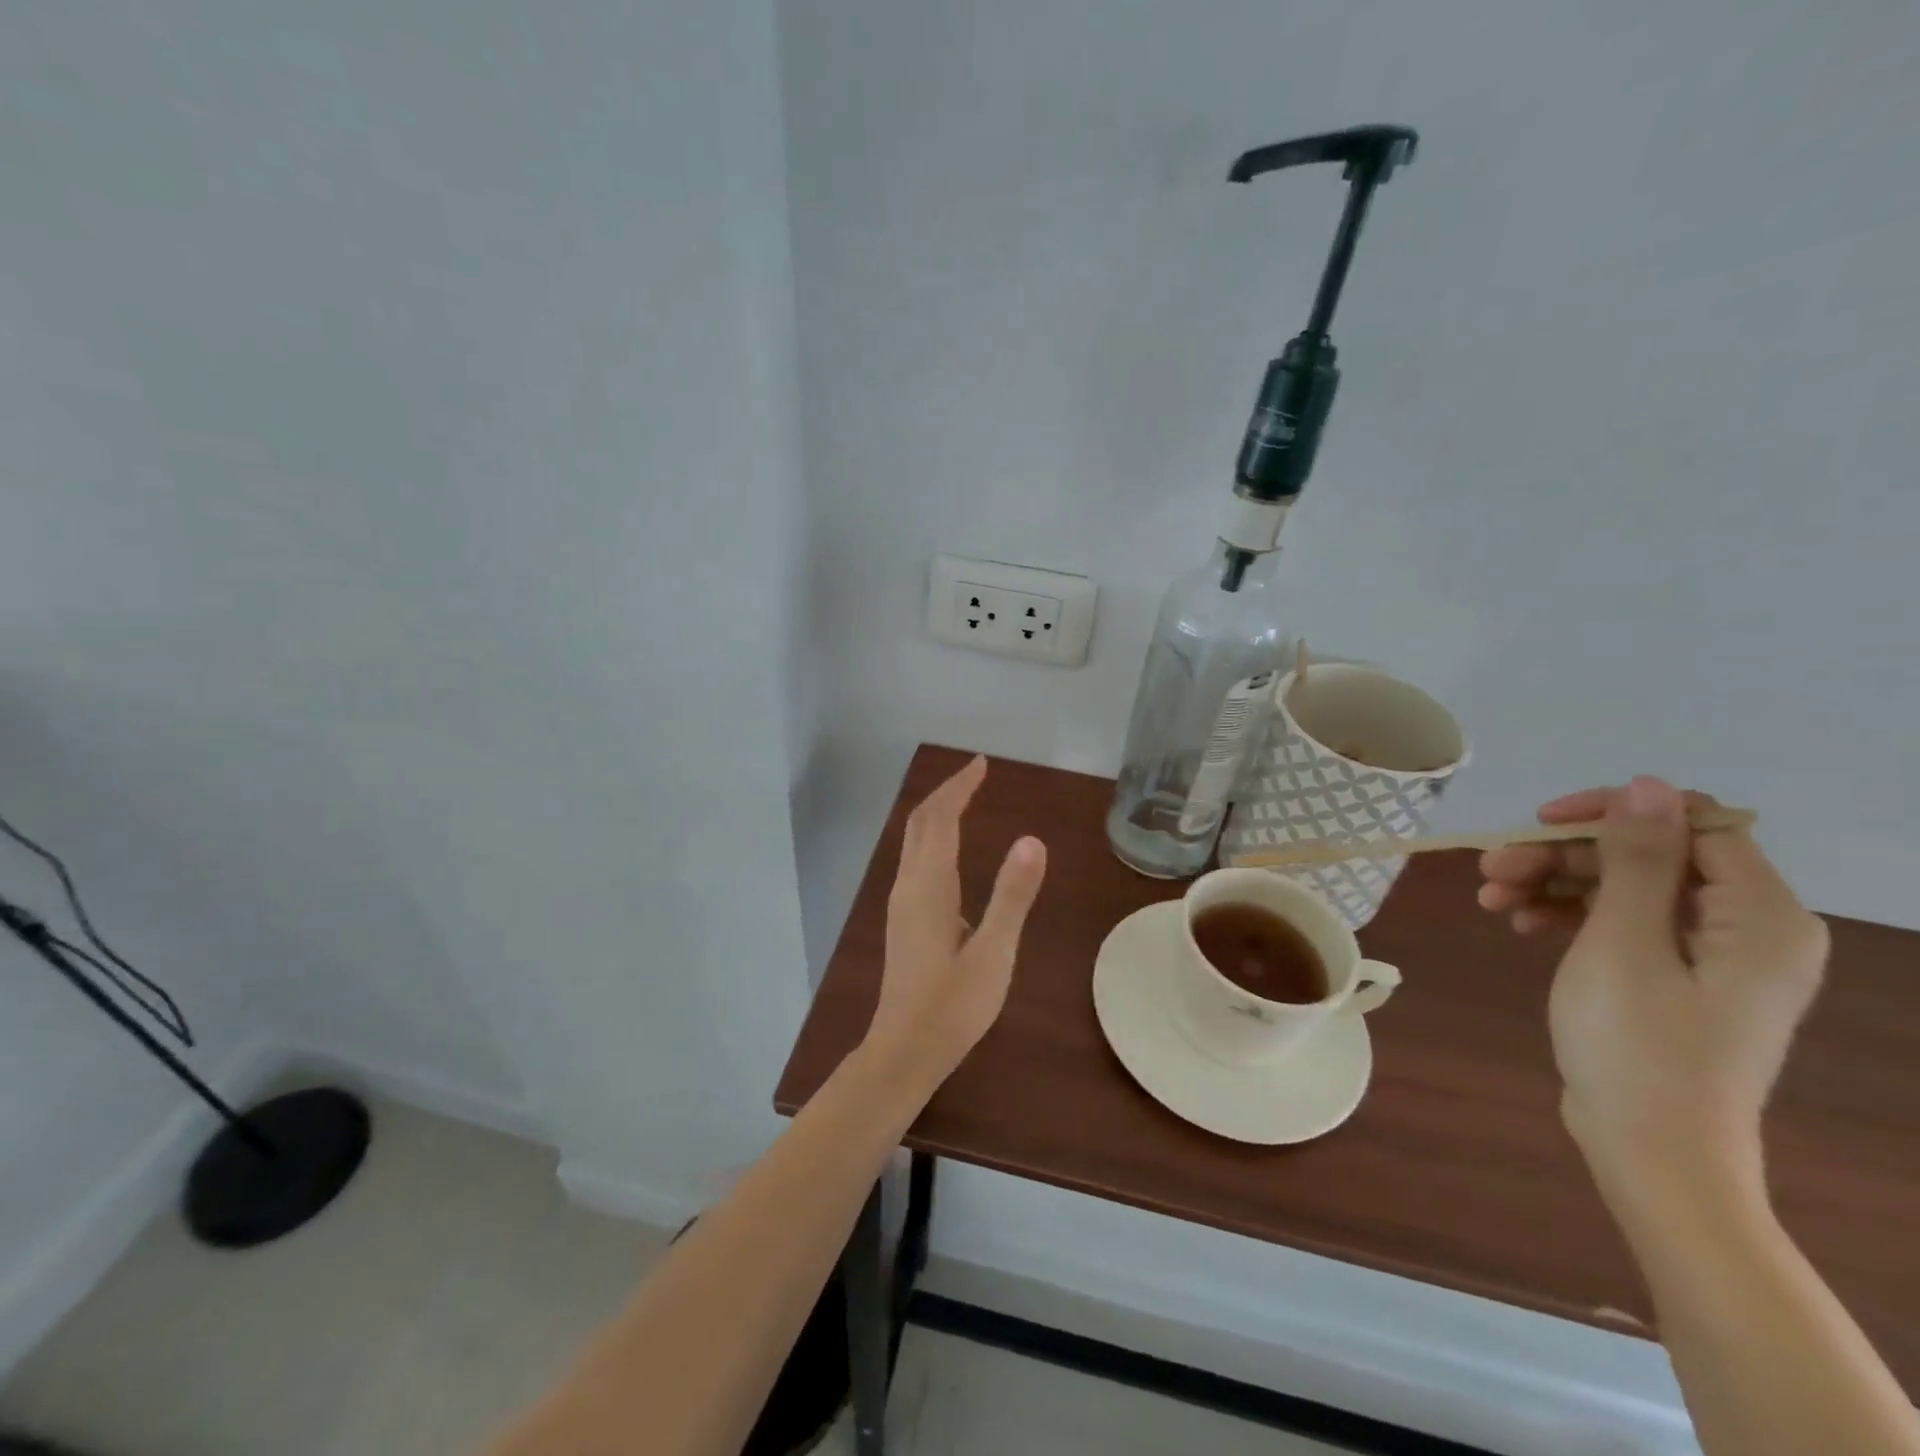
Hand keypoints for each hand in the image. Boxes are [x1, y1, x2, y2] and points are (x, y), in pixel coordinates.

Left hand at [865, 756, 1047, 1083]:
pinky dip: (932, 837)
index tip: (981, 764)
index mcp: (929, 886)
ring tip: (964, 799)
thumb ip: (1012, 895)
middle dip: (946, 792)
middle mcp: (909, 885)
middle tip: (975, 773)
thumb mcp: (994, 952)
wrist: (904, 1050)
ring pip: (913, 841)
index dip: (960, 788)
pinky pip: (915, 859)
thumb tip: (1032, 839)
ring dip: (936, 812)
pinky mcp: (903, 919)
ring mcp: (901, 902)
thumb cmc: (953, 1005)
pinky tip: (949, 851)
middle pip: (921, 822)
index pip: (942, 819)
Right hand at [1480, 778, 1828, 1193]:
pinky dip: (1569, 915)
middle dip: (1562, 855)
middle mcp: (1747, 926)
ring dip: (1553, 883)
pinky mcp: (1677, 978)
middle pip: (1647, 856)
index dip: (1609, 813)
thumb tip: (1648, 784)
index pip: (1689, 823)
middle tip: (1490, 870)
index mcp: (1760, 915)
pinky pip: (1623, 923)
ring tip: (1491, 899)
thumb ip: (1638, 859)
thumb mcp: (1625, 943)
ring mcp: (1711, 955)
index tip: (1535, 824)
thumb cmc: (1638, 1044)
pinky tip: (1520, 923)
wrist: (1650, 1151)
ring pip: (1625, 887)